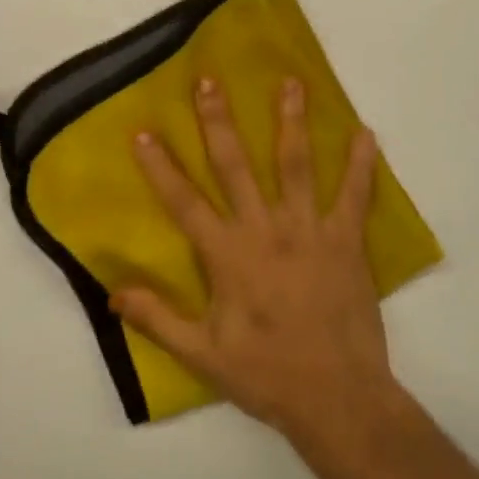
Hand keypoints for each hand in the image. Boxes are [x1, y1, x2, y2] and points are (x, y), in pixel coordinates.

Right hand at [114, 75, 400, 445]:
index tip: (144, 131)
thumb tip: (112, 292)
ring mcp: (309, 231)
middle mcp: (265, 230)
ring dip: (291, 122)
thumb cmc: (267, 375)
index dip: (161, 167)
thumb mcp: (202, 354)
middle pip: (236, 166)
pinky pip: (354, 196)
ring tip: (291, 83)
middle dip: (220, 121)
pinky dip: (361, 164)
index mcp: (228, 256)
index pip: (185, 203)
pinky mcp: (346, 241)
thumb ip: (158, 319)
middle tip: (210, 80)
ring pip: (296, 166)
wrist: (338, 398)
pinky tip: (366, 133)